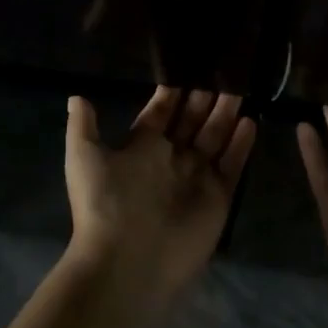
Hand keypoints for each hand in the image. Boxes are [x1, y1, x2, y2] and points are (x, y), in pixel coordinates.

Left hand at [64, 86, 256, 302]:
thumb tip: (77, 97)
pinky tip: (250, 121)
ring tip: (239, 87)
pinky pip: (232, 165)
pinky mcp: (218, 196)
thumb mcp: (84, 158)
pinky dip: (241, 145)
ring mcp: (196, 177)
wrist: (127, 261)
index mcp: (142, 148)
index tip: (185, 66)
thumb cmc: (105, 204)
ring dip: (226, 114)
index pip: (161, 112)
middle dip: (204, 97)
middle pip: (192, 121)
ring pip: (215, 137)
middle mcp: (171, 159)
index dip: (172, 92)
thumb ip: (84, 126)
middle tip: (221, 69)